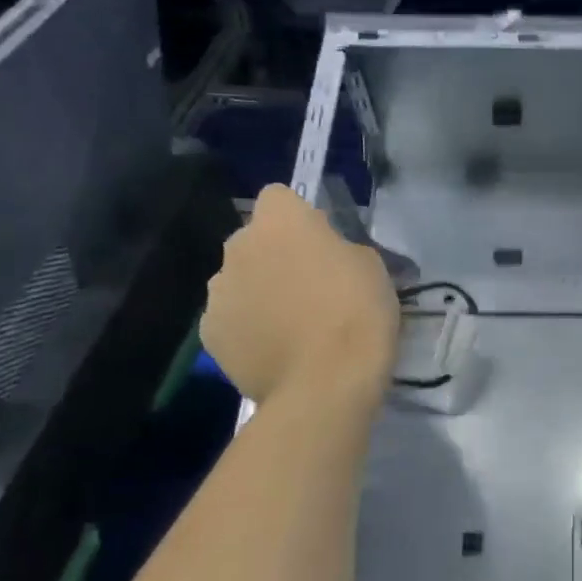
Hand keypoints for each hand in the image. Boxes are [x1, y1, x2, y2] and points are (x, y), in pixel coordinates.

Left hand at [200, 185, 398, 402]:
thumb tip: (326, 256)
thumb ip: (339, 249)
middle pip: (254, 240)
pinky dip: (248, 328)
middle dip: (275, 255)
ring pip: (239, 279)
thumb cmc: (357, 313)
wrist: (325, 384)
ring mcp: (218, 292)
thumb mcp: (371, 266)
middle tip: (310, 286)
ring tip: (291, 325)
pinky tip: (275, 350)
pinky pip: (230, 318)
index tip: (321, 243)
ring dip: (259, 291)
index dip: (299, 218)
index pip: (278, 196)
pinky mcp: (210, 334)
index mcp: (280, 222)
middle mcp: (238, 247)